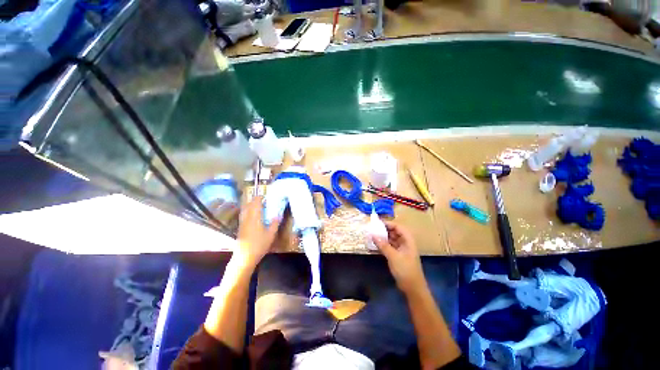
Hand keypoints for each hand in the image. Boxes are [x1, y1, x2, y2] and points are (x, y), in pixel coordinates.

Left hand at [234, 196, 280, 269]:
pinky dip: (246, 211)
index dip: (258, 198)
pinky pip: (243, 215)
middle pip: (248, 206)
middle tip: (259, 199)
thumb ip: (274, 224)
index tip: (263, 195)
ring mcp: (242, 223)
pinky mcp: (240, 228)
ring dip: (248, 205)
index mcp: (255, 218)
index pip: (255, 204)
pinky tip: (250, 215)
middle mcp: (247, 218)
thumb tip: (277, 215)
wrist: (244, 257)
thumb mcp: (271, 235)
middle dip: (253, 200)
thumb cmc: (259, 245)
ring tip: (254, 205)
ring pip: (244, 210)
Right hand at [371, 221, 425, 293]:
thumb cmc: (405, 269)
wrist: (412, 288)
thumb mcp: (393, 256)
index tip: (378, 223)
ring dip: (384, 237)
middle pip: (395, 232)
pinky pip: (390, 246)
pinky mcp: (398, 256)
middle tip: (373, 229)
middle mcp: (406, 243)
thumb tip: (373, 235)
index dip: (389, 224)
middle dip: (385, 230)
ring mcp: (402, 250)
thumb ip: (383, 245)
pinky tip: (376, 245)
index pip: (399, 227)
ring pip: (392, 240)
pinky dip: (384, 245)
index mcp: (408, 241)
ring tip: (373, 235)